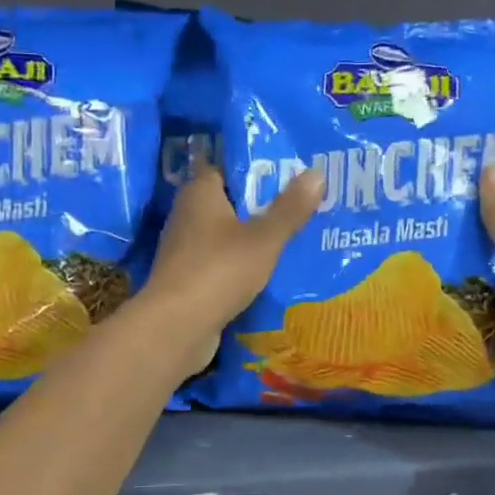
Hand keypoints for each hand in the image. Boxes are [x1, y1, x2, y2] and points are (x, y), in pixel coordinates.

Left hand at [139, 162, 322, 376]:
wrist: (176, 327)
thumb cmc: (219, 270)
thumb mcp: (264, 238)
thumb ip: (290, 208)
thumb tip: (317, 172)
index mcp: (199, 193)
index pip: (225, 167)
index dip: (254, 167)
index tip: (288, 170)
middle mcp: (186, 215)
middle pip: (227, 202)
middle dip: (259, 204)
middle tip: (299, 203)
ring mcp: (184, 250)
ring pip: (224, 235)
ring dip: (250, 237)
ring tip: (291, 236)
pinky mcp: (187, 280)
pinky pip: (220, 263)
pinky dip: (239, 265)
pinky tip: (267, 272)